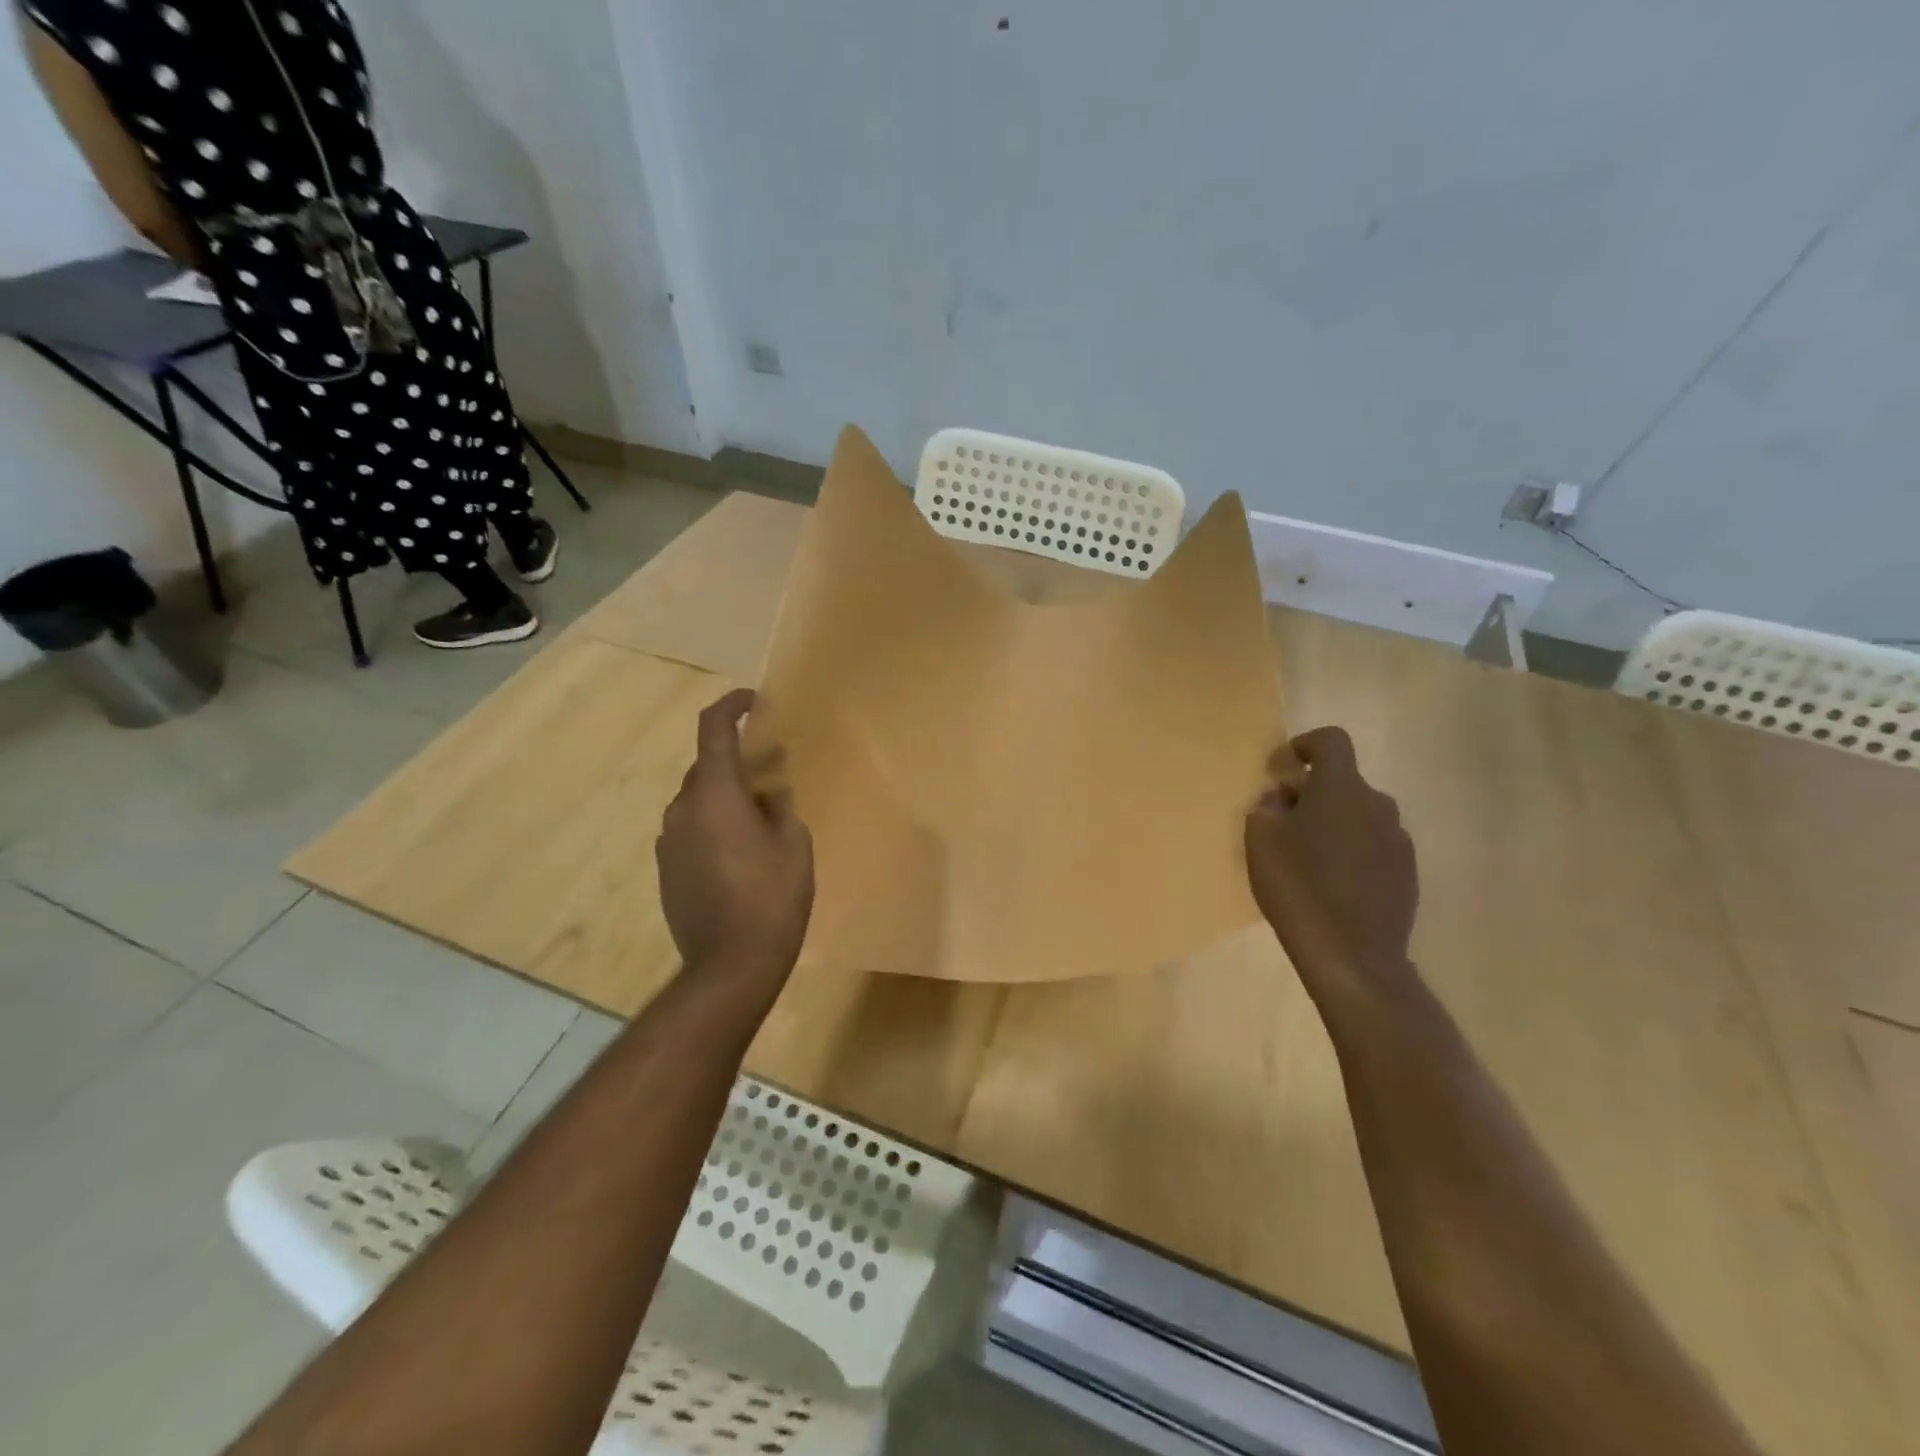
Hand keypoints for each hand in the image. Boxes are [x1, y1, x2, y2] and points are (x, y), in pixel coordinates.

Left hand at [657, 689, 814, 982]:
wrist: (729, 966)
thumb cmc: (771, 898)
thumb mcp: (794, 844)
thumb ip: (780, 806)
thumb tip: (768, 793)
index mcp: (714, 794)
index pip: (713, 729)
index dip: (731, 705)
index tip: (754, 701)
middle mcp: (682, 809)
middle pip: (707, 767)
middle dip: (739, 761)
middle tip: (775, 771)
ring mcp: (669, 841)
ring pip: (699, 801)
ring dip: (727, 796)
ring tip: (762, 816)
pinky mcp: (667, 869)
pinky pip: (692, 830)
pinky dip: (714, 825)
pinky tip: (741, 852)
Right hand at [1245, 727, 1418, 998]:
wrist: (1351, 954)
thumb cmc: (1297, 886)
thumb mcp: (1260, 840)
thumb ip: (1267, 807)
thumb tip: (1283, 798)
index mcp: (1341, 788)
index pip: (1331, 741)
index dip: (1305, 745)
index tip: (1284, 767)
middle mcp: (1377, 804)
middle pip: (1344, 782)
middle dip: (1313, 793)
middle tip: (1284, 821)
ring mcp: (1398, 840)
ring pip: (1359, 815)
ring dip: (1334, 823)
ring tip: (1307, 857)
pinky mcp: (1407, 872)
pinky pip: (1374, 845)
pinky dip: (1352, 851)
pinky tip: (1332, 883)